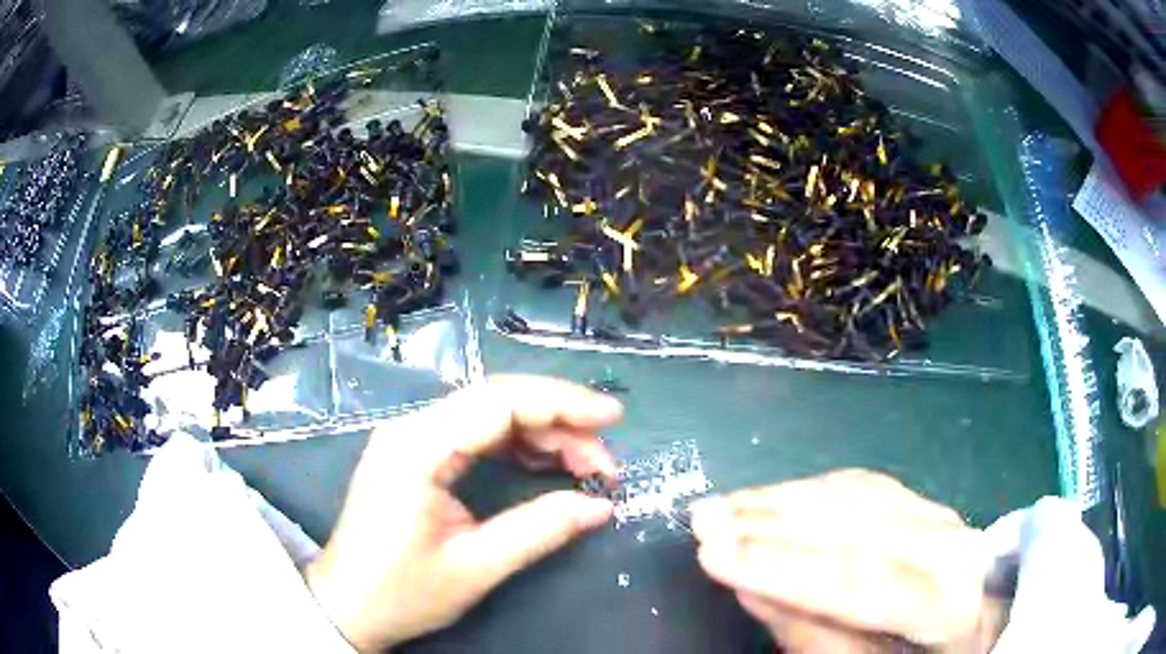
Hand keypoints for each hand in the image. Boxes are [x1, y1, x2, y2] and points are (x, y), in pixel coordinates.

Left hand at [304, 375, 622, 651]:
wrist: (347, 606)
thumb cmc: (402, 592)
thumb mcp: (476, 567)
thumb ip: (540, 530)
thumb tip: (600, 506)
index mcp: (418, 448)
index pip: (499, 403)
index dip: (562, 403)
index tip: (613, 418)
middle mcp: (411, 429)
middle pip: (497, 400)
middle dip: (559, 421)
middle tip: (604, 461)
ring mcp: (410, 439)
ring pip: (489, 414)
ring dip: (541, 432)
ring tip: (584, 466)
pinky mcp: (415, 455)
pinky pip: (474, 433)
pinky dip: (516, 444)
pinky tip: (545, 463)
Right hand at [691, 469, 1001, 652]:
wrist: (976, 625)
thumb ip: (813, 636)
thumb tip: (752, 589)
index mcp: (945, 601)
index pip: (858, 581)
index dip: (782, 569)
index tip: (711, 555)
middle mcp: (950, 546)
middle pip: (858, 527)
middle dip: (772, 523)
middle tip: (703, 518)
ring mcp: (942, 516)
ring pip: (860, 496)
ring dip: (785, 498)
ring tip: (725, 504)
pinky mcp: (926, 503)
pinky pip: (868, 486)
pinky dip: (814, 488)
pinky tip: (777, 493)